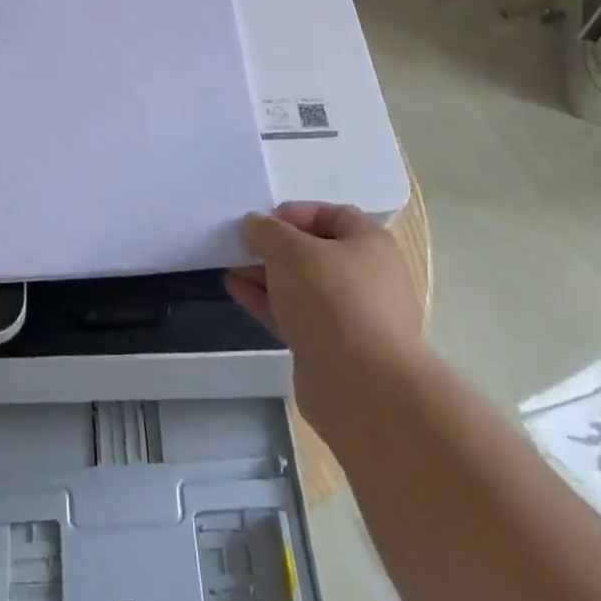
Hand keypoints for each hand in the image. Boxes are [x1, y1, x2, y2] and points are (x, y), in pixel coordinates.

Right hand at [225, 201, 425, 432]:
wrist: (362, 387)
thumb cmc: (332, 300)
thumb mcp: (290, 250)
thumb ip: (266, 231)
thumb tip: (254, 225)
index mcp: (370, 245)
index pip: (333, 215)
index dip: (296, 213)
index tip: (263, 222)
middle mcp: (367, 278)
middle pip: (315, 252)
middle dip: (275, 248)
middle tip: (242, 246)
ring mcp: (351, 317)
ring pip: (302, 286)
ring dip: (266, 275)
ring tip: (230, 267)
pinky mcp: (333, 349)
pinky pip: (296, 315)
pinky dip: (268, 302)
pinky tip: (236, 291)